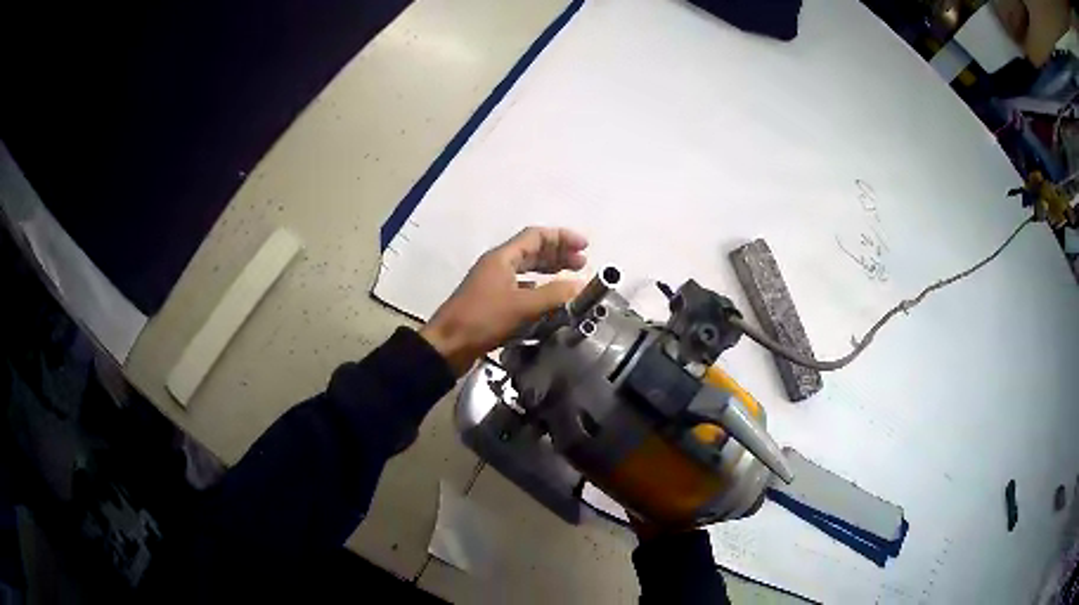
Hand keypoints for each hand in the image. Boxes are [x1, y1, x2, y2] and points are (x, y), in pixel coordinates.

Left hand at [420, 227, 587, 375]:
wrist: (448, 346)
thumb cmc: (482, 320)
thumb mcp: (521, 307)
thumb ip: (554, 295)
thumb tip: (581, 285)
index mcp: (502, 258)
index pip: (536, 236)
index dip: (562, 237)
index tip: (585, 246)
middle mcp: (498, 266)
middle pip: (532, 251)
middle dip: (558, 254)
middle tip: (582, 263)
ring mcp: (494, 284)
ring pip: (527, 271)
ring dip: (550, 272)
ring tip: (571, 280)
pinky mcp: (493, 303)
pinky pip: (521, 289)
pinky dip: (538, 290)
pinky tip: (550, 302)